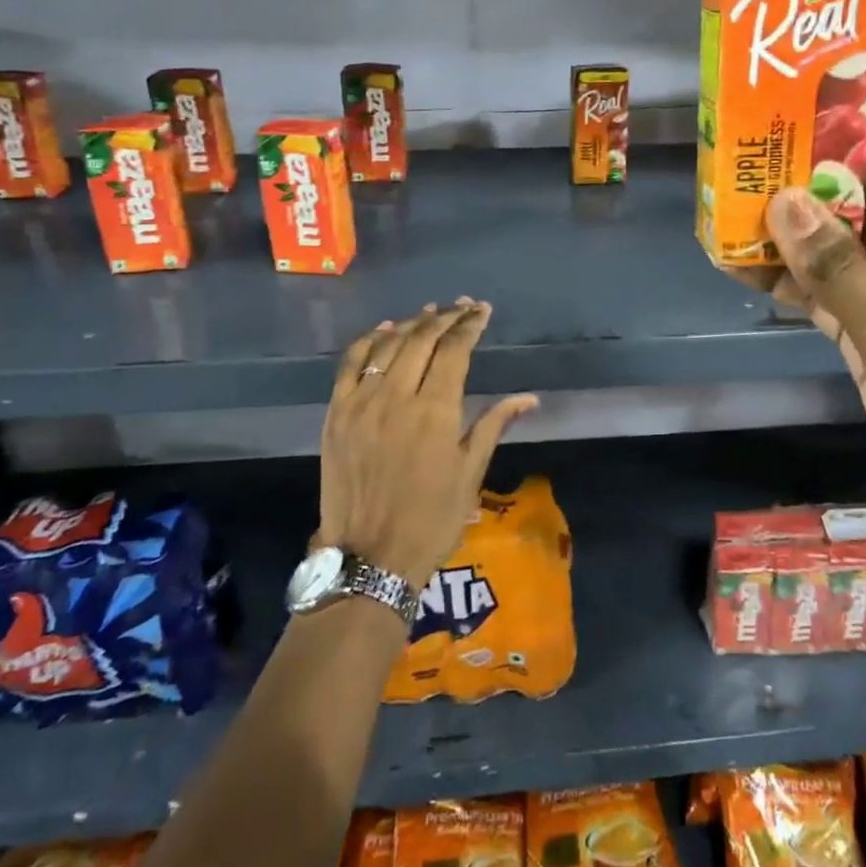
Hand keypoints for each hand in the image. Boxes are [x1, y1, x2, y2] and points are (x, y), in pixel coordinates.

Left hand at [317, 299, 537, 593]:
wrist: (370, 559)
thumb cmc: (432, 519)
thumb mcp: (471, 473)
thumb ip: (494, 424)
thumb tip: (528, 398)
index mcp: (435, 411)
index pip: (454, 350)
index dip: (470, 325)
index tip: (482, 311)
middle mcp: (397, 396)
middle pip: (422, 338)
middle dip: (446, 317)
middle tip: (462, 307)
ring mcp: (361, 403)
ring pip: (387, 345)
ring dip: (412, 324)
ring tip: (431, 313)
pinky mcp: (336, 414)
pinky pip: (350, 364)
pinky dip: (368, 341)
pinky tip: (384, 331)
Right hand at [752, 105, 865, 696]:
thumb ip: (838, 264)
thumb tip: (781, 198)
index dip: (853, 118)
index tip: (786, 107)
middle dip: (814, 175)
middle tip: (741, 158)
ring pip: (852, 241)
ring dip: (798, 231)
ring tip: (728, 209)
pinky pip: (840, 291)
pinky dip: (799, 281)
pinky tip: (744, 268)